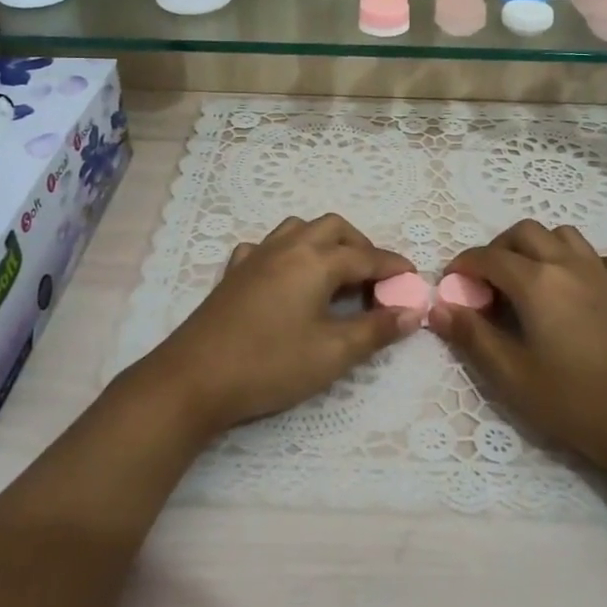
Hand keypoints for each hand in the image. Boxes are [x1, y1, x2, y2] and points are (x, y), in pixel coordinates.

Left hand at [146, 214, 417, 435]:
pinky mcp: (233, 273)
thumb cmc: (269, 365)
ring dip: (324, 242)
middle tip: (375, 279)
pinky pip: (266, 247)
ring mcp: (255, 256)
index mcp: (315, 261)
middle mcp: (287, 247)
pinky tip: (286, 278)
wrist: (193, 378)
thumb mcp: (332, 354)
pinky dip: (287, 254)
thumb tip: (411, 313)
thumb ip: (375, 330)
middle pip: (333, 229)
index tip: (413, 280)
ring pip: (298, 230)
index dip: (393, 267)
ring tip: (336, 274)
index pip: (366, 257)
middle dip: (361, 246)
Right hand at [429, 220, 606, 480]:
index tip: (452, 284)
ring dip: (540, 247)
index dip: (464, 265)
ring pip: (566, 236)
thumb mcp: (511, 376)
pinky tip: (583, 289)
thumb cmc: (574, 402)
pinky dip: (587, 264)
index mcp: (536, 282)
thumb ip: (471, 336)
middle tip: (488, 282)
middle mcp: (570, 265)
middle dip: (499, 248)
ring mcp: (606, 276)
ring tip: (530, 279)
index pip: (489, 257)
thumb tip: (438, 308)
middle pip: (526, 232)